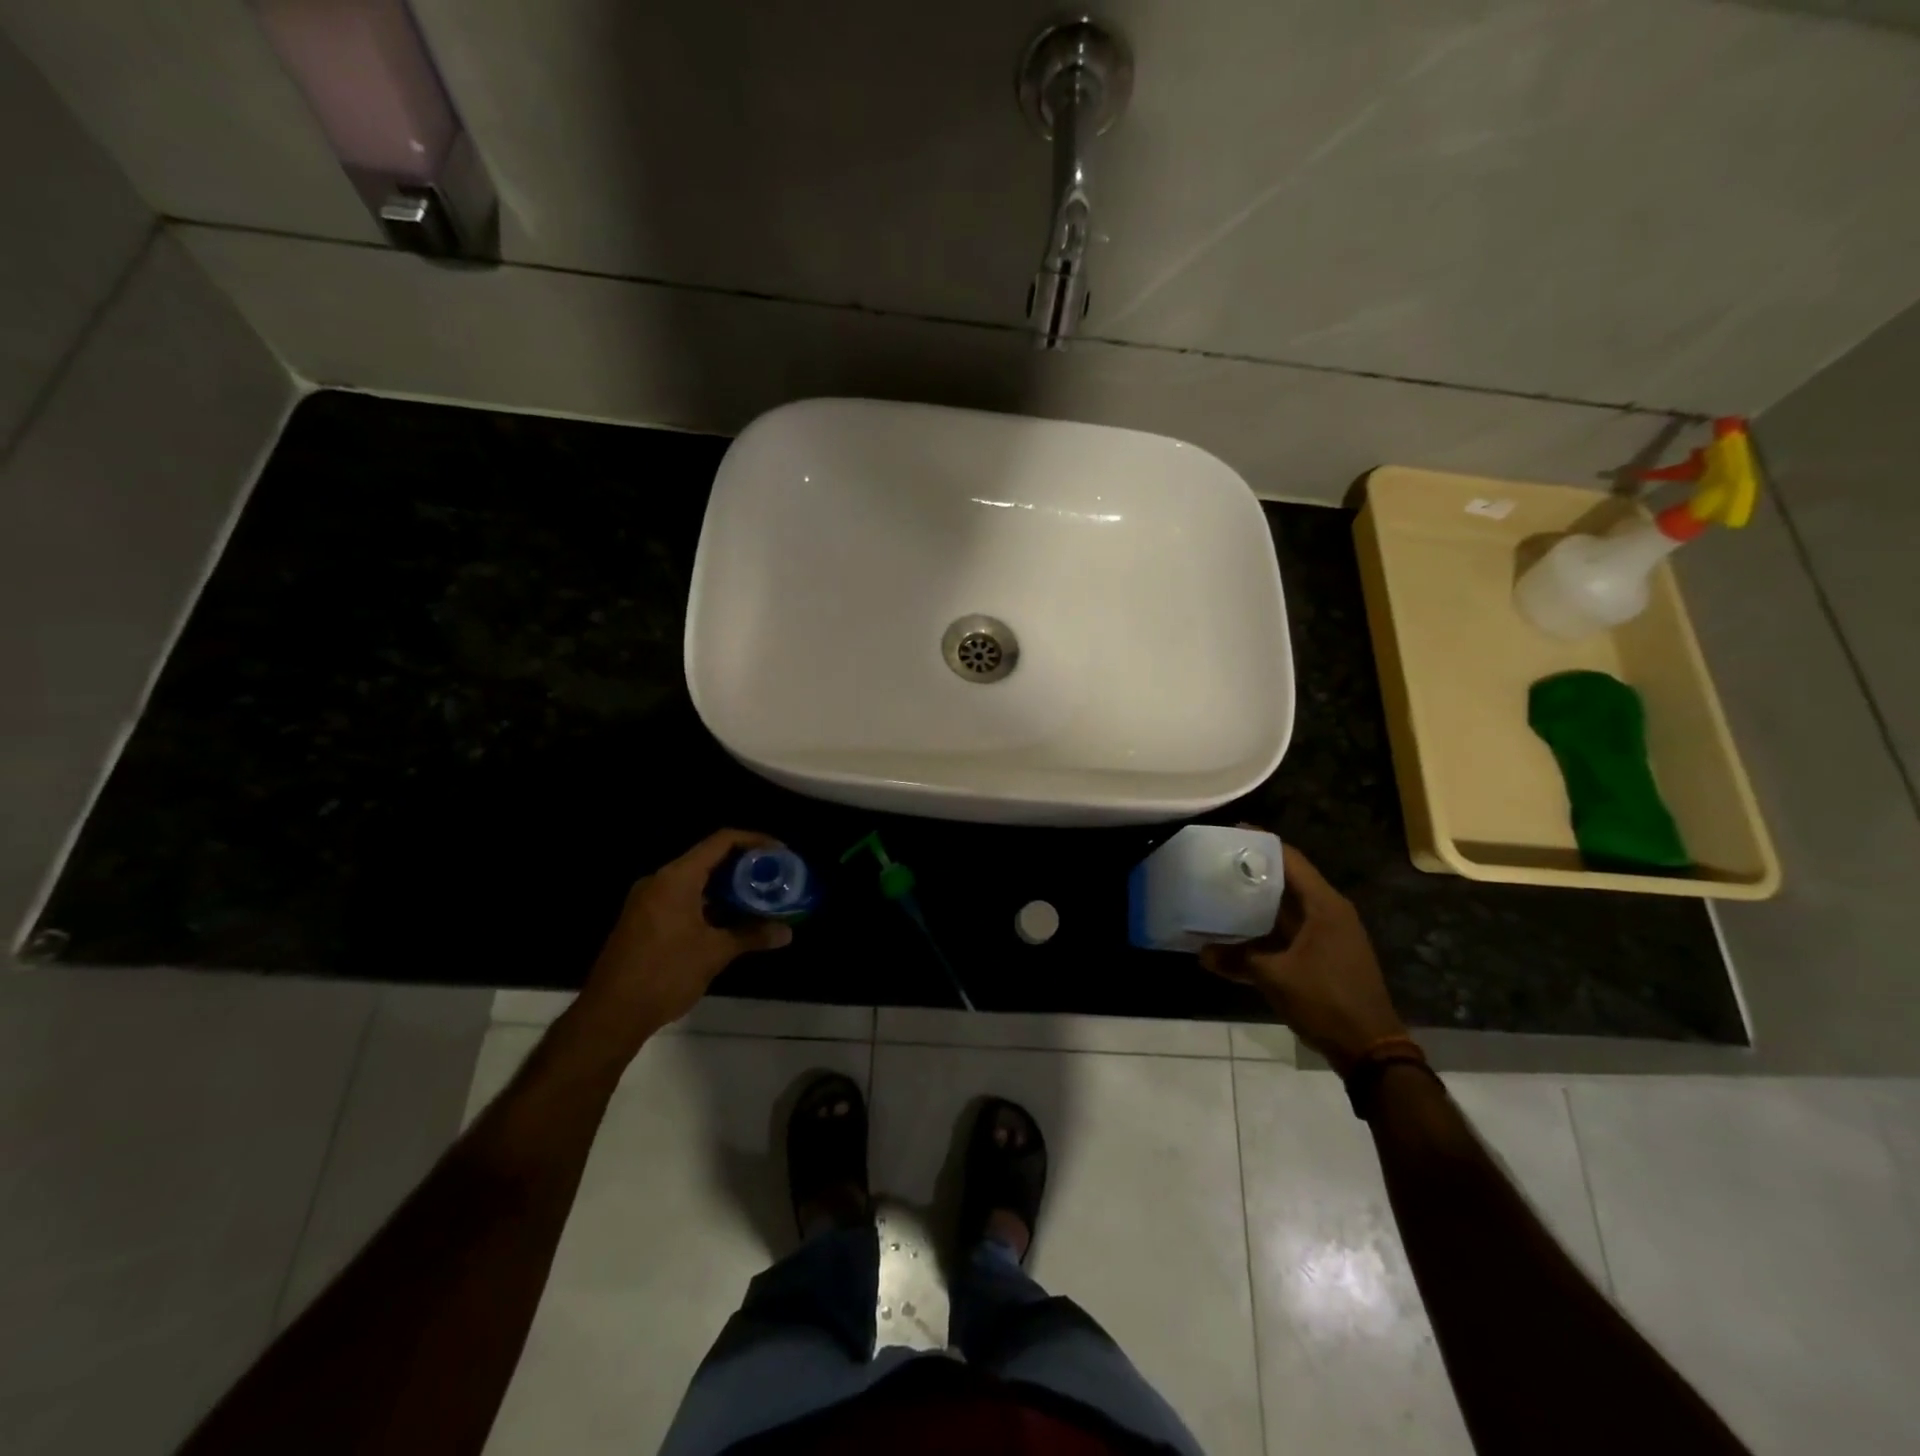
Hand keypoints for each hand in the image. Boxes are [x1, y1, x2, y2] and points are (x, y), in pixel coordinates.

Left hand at [576, 829, 794, 1051]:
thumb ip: (751, 935)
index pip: (722, 841)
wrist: (610, 1015)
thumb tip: (787, 932)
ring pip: (696, 881)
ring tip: (759, 899)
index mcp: (677, 878)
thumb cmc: (665, 974)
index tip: (780, 854)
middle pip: (710, 858)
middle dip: (744, 867)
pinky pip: (683, 898)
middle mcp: (660, 880)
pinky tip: (731, 920)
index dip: (755, 841)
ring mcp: (649, 900)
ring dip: (727, 888)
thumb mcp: (714, 953)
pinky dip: (709, 903)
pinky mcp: (644, 920)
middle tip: (774, 878)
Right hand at [1200, 842, 1406, 1075]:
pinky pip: (1289, 931)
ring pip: (1286, 908)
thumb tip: (1201, 953)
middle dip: (1252, 871)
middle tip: (1216, 863)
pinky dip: (1265, 929)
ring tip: (1219, 892)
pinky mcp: (1324, 956)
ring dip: (1257, 902)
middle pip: (1287, 880)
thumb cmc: (1327, 1001)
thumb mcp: (1275, 978)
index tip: (1228, 833)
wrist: (1370, 1050)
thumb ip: (1237, 960)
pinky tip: (1237, 934)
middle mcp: (1329, 913)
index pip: (1290, 859)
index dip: (1260, 843)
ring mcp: (1328, 935)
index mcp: (1324, 906)